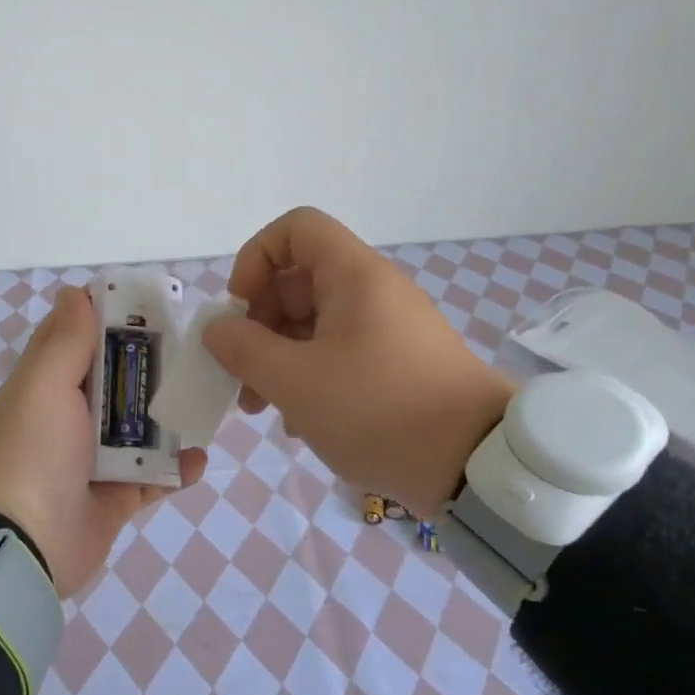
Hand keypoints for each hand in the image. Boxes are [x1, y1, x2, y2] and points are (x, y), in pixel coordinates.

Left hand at [0, 286, 206, 596]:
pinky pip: (153, 477)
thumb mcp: (43, 384)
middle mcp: (69, 418)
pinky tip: (199, 458)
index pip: (78, 337)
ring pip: (141, 426)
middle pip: (118, 380)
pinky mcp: (115, 498)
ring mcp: (93, 460)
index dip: (111, 316)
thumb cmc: (30, 452)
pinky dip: (176, 469)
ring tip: (207, 398)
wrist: (20, 549)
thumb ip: (65, 340)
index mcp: (47, 385)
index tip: (153, 304)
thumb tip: (76, 291)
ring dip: (171, 415)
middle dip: (154, 364)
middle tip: (196, 348)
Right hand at [202, 207, 512, 514]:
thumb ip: (244, 349)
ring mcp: (388, 328)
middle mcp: (372, 291)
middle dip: (259, 324)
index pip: (295, 229)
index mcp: (353, 276)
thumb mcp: (295, 382)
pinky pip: (339, 351)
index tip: (241, 308)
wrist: (477, 465)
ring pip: (315, 322)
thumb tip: (217, 329)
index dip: (256, 258)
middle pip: (298, 280)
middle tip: (240, 374)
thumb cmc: (378, 410)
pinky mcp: (398, 362)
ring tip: (263, 408)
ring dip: (279, 357)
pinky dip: (310, 375)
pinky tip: (300, 421)